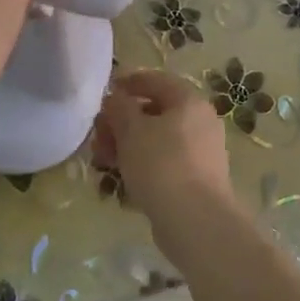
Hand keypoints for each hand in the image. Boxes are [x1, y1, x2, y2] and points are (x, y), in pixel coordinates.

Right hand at [93, 70, 242, 253]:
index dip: (129, 82)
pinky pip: (164, 162)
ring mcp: (201, 152)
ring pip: (157, 139)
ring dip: (127, 145)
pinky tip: (121, 179)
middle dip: (122, 122)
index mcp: (189, 101)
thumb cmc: (161, 164)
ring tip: (103, 161)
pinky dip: (142, 164)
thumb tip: (114, 99)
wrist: (196, 220)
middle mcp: (201, 122)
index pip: (157, 80)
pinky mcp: (197, 179)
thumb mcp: (131, 130)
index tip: (106, 91)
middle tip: (98, 136)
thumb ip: (119, 108)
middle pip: (155, 112)